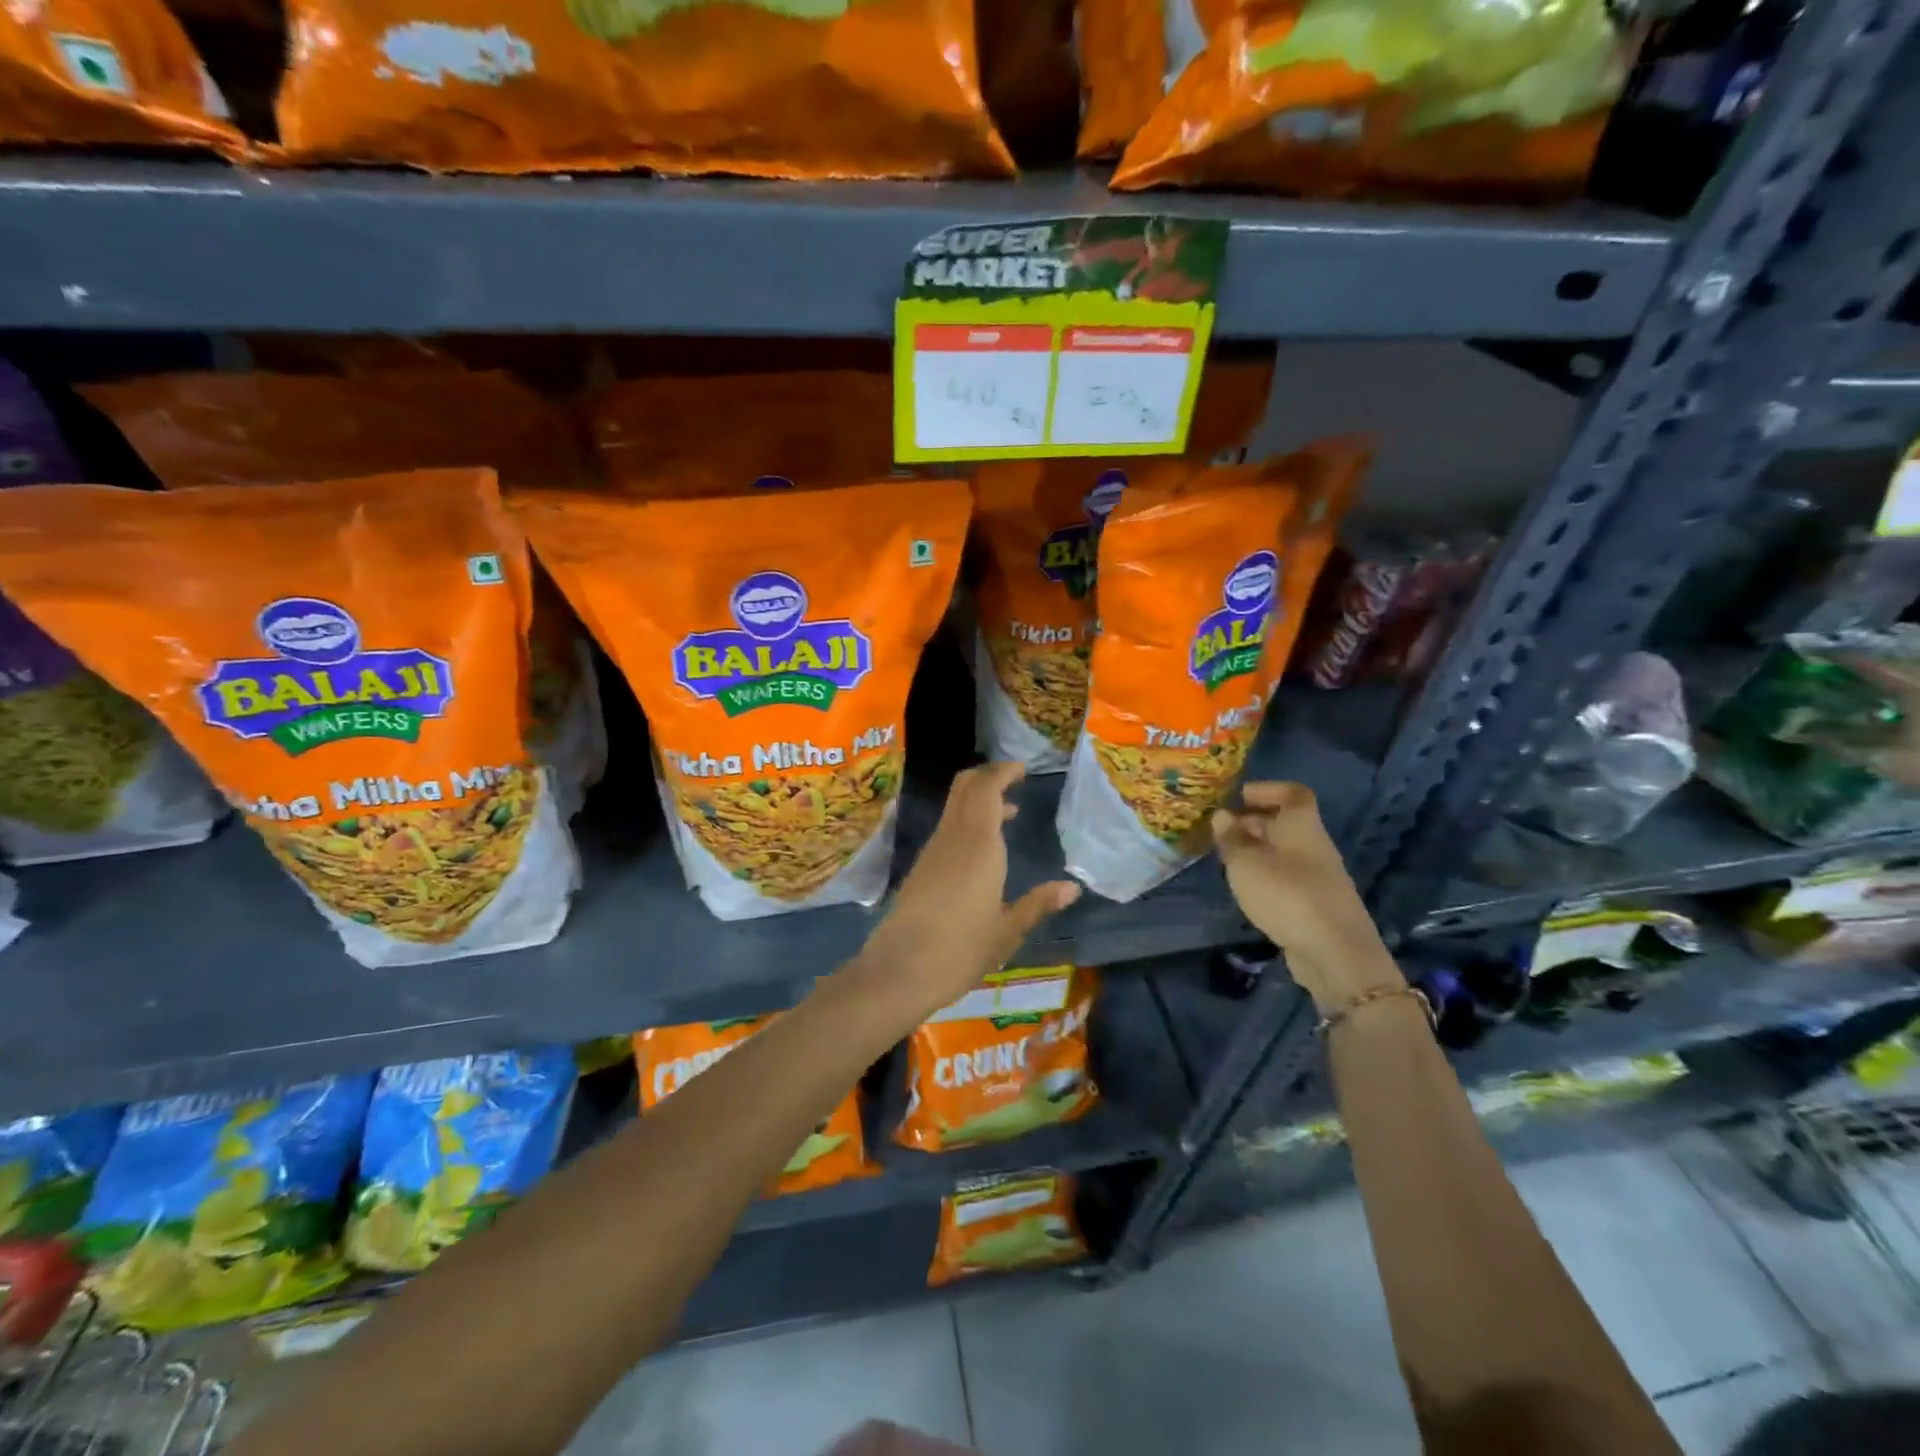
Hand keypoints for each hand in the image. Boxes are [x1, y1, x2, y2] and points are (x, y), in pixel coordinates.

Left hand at [851, 762, 1080, 1022]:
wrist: (899, 971)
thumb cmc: (961, 950)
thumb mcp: (1007, 931)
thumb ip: (1038, 904)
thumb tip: (1072, 888)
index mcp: (979, 845)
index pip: (986, 789)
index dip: (1002, 772)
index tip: (1021, 769)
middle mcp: (953, 838)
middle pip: (965, 788)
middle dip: (988, 777)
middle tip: (1014, 779)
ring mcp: (933, 851)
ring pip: (955, 807)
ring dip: (978, 800)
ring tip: (1008, 813)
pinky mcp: (921, 868)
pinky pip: (947, 828)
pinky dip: (967, 821)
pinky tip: (983, 848)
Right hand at [1212, 782, 1402, 1010]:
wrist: (1335, 953)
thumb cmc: (1287, 895)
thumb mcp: (1246, 864)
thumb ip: (1232, 838)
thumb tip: (1223, 816)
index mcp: (1302, 827)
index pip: (1294, 794)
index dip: (1269, 789)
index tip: (1241, 796)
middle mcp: (1314, 846)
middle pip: (1285, 824)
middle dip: (1253, 822)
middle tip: (1222, 831)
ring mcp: (1318, 877)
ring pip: (1284, 852)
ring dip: (1257, 851)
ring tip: (1228, 861)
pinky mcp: (1316, 904)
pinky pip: (1287, 877)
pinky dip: (1266, 875)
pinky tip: (1248, 890)